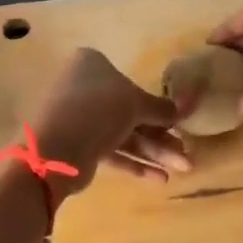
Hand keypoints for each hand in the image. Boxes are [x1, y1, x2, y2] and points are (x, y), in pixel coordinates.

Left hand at [26, 49, 189, 197]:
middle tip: (185, 155)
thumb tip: (181, 110)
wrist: (56, 149)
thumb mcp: (136, 104)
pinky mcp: (77, 145)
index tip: (178, 123)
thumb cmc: (98, 109)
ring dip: (153, 152)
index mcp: (91, 64)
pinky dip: (134, 162)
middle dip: (160, 136)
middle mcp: (83, 87)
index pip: (130, 82)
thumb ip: (161, 108)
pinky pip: (111, 151)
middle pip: (129, 112)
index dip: (156, 105)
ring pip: (123, 134)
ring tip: (182, 170)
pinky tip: (159, 178)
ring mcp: (79, 118)